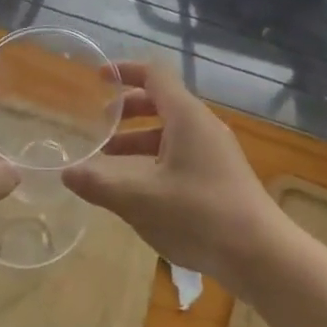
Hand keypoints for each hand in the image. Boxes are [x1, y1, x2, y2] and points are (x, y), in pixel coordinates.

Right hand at [63, 61, 284, 291]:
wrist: (260, 254)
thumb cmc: (199, 215)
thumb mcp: (140, 200)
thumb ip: (100, 184)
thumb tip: (66, 172)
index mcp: (186, 116)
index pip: (154, 75)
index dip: (125, 71)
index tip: (99, 79)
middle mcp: (203, 126)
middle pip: (162, 102)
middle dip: (128, 110)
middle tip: (99, 123)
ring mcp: (216, 151)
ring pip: (171, 132)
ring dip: (139, 140)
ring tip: (108, 160)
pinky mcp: (221, 176)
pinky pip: (182, 153)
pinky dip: (156, 159)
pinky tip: (140, 188)